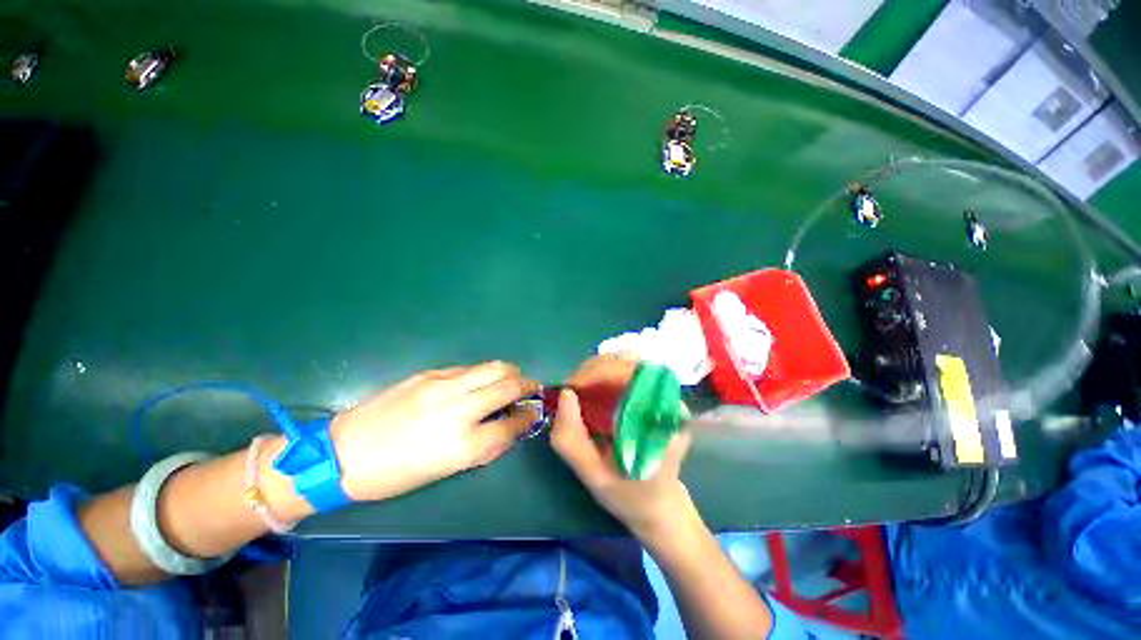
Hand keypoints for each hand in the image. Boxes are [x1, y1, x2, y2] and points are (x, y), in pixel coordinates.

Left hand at [329, 362, 540, 501]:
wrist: (343, 453)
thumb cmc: (395, 474)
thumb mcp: (446, 470)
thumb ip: (484, 446)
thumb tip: (509, 428)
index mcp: (462, 443)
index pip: (512, 424)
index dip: (528, 417)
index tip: (534, 413)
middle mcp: (458, 408)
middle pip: (509, 385)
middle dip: (528, 385)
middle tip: (531, 390)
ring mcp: (443, 385)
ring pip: (494, 367)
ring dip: (510, 372)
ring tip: (511, 380)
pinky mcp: (429, 373)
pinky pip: (469, 368)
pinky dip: (483, 374)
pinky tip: (478, 383)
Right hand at [551, 357, 695, 541]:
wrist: (661, 507)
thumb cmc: (631, 496)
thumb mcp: (594, 476)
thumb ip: (572, 439)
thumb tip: (564, 394)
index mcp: (663, 418)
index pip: (632, 373)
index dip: (598, 373)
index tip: (571, 388)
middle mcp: (670, 398)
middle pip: (629, 362)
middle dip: (594, 370)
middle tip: (572, 390)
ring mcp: (665, 394)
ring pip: (628, 362)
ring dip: (599, 370)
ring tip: (581, 389)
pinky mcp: (657, 395)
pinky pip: (629, 372)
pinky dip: (606, 374)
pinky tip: (594, 390)